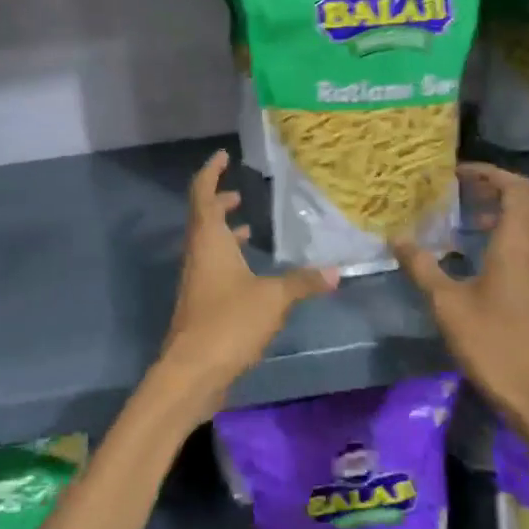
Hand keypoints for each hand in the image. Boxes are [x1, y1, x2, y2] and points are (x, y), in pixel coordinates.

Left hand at [156, 150, 336, 420]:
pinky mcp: (201, 302)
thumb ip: (302, 281)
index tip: (223, 156)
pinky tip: (251, 271)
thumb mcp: (273, 298)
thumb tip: (336, 271)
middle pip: (202, 217)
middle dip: (219, 201)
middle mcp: (197, 253)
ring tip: (249, 227)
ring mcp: (196, 279)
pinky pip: (213, 267)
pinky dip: (229, 258)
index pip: (202, 193)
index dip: (210, 172)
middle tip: (240, 193)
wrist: (192, 371)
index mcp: (208, 240)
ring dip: (224, 231)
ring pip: (207, 244)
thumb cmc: (228, 322)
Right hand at [394, 164, 528, 433]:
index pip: (515, 188)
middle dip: (508, 185)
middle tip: (472, 191)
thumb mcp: (447, 305)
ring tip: (477, 218)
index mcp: (518, 244)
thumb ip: (422, 267)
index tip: (457, 174)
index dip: (488, 173)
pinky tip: (488, 252)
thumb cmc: (492, 344)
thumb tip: (397, 238)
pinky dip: (521, 231)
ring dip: (518, 208)